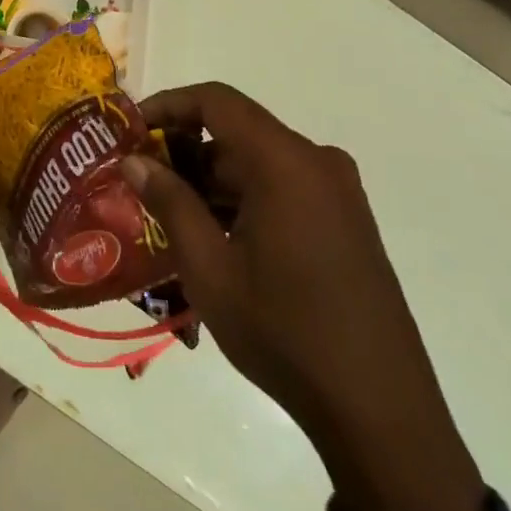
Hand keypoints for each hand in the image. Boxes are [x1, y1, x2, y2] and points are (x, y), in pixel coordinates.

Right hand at [122, 83, 485, 510]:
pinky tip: (216, 240)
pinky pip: (284, 189)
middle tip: (142, 185)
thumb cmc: (284, 331)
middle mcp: (317, 163)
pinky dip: (244, 201)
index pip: (217, 102)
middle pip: (238, 135)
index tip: (131, 129)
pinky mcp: (347, 222)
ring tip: (170, 220)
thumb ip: (170, 202)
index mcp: (286, 163)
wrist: (379, 409)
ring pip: (259, 165)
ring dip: (212, 182)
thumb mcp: (209, 268)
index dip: (169, 105)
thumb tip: (134, 160)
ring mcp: (338, 193)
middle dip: (185, 153)